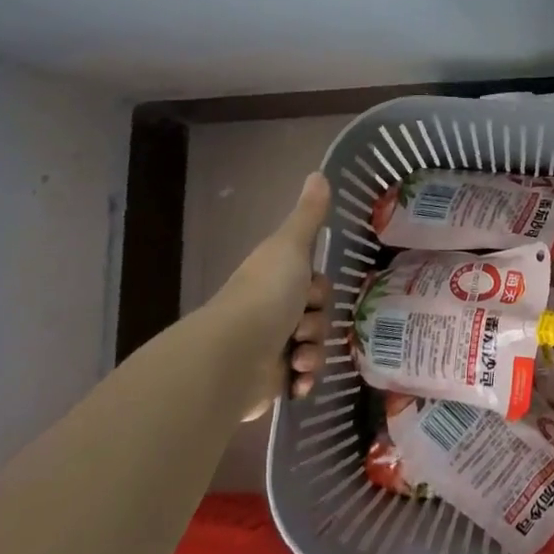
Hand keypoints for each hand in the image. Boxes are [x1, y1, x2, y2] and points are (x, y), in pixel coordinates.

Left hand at [200, 172, 335, 420]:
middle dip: (318, 324)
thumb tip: (318, 172)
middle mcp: (269, 311)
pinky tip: (297, 381)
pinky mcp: (267, 381)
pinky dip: (303, 380)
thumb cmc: (266, 295)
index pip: (312, 284)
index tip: (312, 294)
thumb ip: (308, 215)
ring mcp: (268, 347)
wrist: (233, 357)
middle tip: (303, 327)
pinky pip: (300, 379)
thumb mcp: (291, 246)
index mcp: (273, 280)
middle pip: (315, 315)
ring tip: (298, 360)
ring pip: (312, 346)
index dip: (319, 290)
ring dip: (313, 353)